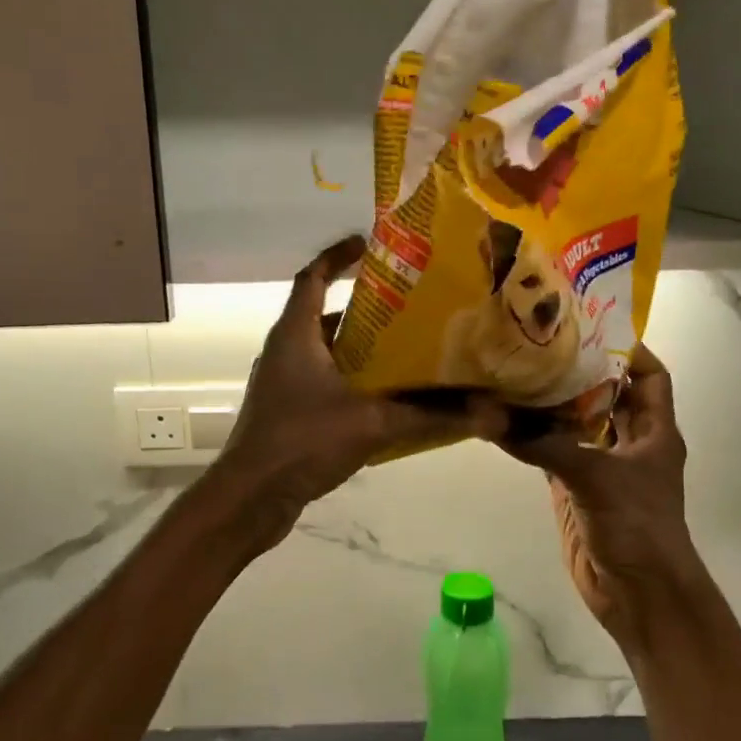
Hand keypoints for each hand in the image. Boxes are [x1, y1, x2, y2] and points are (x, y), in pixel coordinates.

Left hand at [212, 237, 505, 543]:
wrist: (250, 497)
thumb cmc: (302, 442)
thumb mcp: (372, 424)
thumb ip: (430, 417)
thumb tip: (490, 414)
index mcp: (295, 335)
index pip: (313, 277)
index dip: (337, 255)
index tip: (367, 243)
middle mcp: (283, 351)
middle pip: (323, 315)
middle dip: (363, 307)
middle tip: (407, 305)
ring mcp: (280, 383)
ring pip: (323, 352)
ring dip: (358, 348)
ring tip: (404, 348)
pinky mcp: (285, 412)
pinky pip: (322, 382)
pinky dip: (350, 380)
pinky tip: (383, 398)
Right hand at [500, 345, 709, 654]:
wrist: (638, 595)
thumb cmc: (636, 527)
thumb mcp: (594, 477)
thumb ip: (544, 445)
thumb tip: (491, 417)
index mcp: (654, 432)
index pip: (649, 376)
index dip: (628, 350)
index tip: (589, 325)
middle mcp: (629, 443)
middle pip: (607, 395)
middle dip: (579, 370)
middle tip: (539, 342)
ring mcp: (600, 467)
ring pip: (576, 423)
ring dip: (552, 404)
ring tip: (517, 371)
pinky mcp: (575, 489)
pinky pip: (552, 453)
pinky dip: (533, 437)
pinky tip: (505, 419)